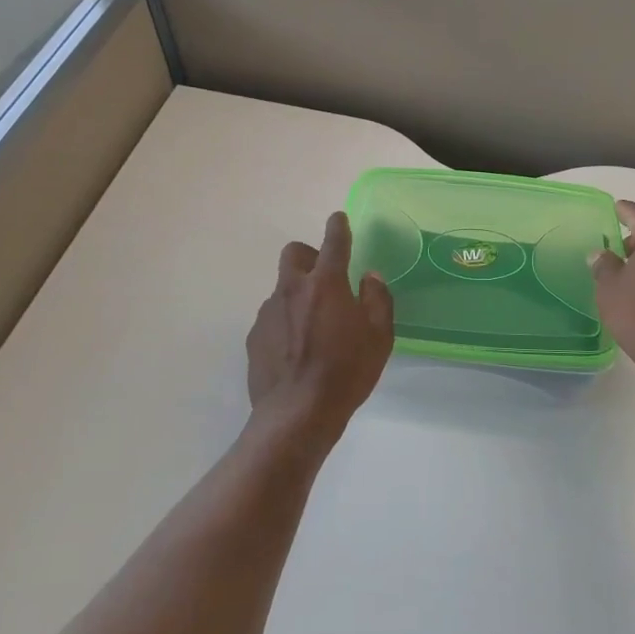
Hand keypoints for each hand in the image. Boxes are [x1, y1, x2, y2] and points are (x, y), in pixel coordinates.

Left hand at [246, 212, 394, 440]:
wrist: (297, 414)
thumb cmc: (346, 373)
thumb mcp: (379, 337)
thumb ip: (377, 300)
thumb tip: (369, 278)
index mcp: (326, 283)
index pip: (333, 242)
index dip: (337, 226)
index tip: (338, 219)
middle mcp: (292, 289)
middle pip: (294, 253)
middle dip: (309, 255)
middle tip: (325, 278)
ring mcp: (268, 312)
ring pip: (282, 288)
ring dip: (298, 295)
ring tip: (313, 329)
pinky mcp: (255, 336)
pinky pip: (273, 318)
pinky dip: (285, 323)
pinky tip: (296, 352)